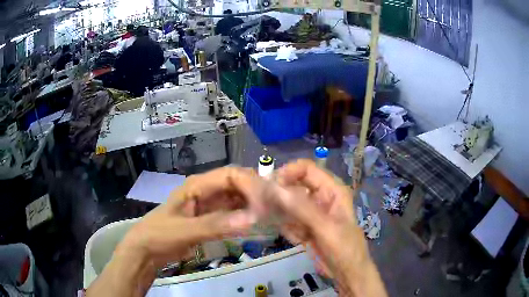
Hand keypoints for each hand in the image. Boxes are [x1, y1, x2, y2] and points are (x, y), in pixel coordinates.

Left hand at [87, 167, 266, 296]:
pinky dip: (244, 216)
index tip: (266, 203)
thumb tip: (252, 219)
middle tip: (274, 208)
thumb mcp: (185, 230)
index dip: (250, 185)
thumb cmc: (160, 235)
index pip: (230, 176)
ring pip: (236, 198)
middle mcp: (205, 190)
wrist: (146, 250)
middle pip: (237, 184)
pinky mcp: (210, 218)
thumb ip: (216, 224)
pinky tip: (255, 223)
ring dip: (252, 204)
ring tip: (271, 214)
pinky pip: (232, 213)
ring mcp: (208, 205)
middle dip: (255, 193)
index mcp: (197, 185)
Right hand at [274, 160, 386, 296]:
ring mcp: (312, 212)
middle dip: (282, 196)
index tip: (270, 186)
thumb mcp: (325, 228)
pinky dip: (288, 228)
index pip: (306, 169)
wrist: (347, 273)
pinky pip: (289, 220)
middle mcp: (321, 196)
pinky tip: (300, 240)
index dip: (288, 172)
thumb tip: (276, 188)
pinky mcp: (305, 225)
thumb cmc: (344, 249)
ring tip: (293, 231)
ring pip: (289, 204)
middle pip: (295, 185)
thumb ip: (302, 208)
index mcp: (332, 189)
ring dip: (284, 216)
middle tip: (266, 208)